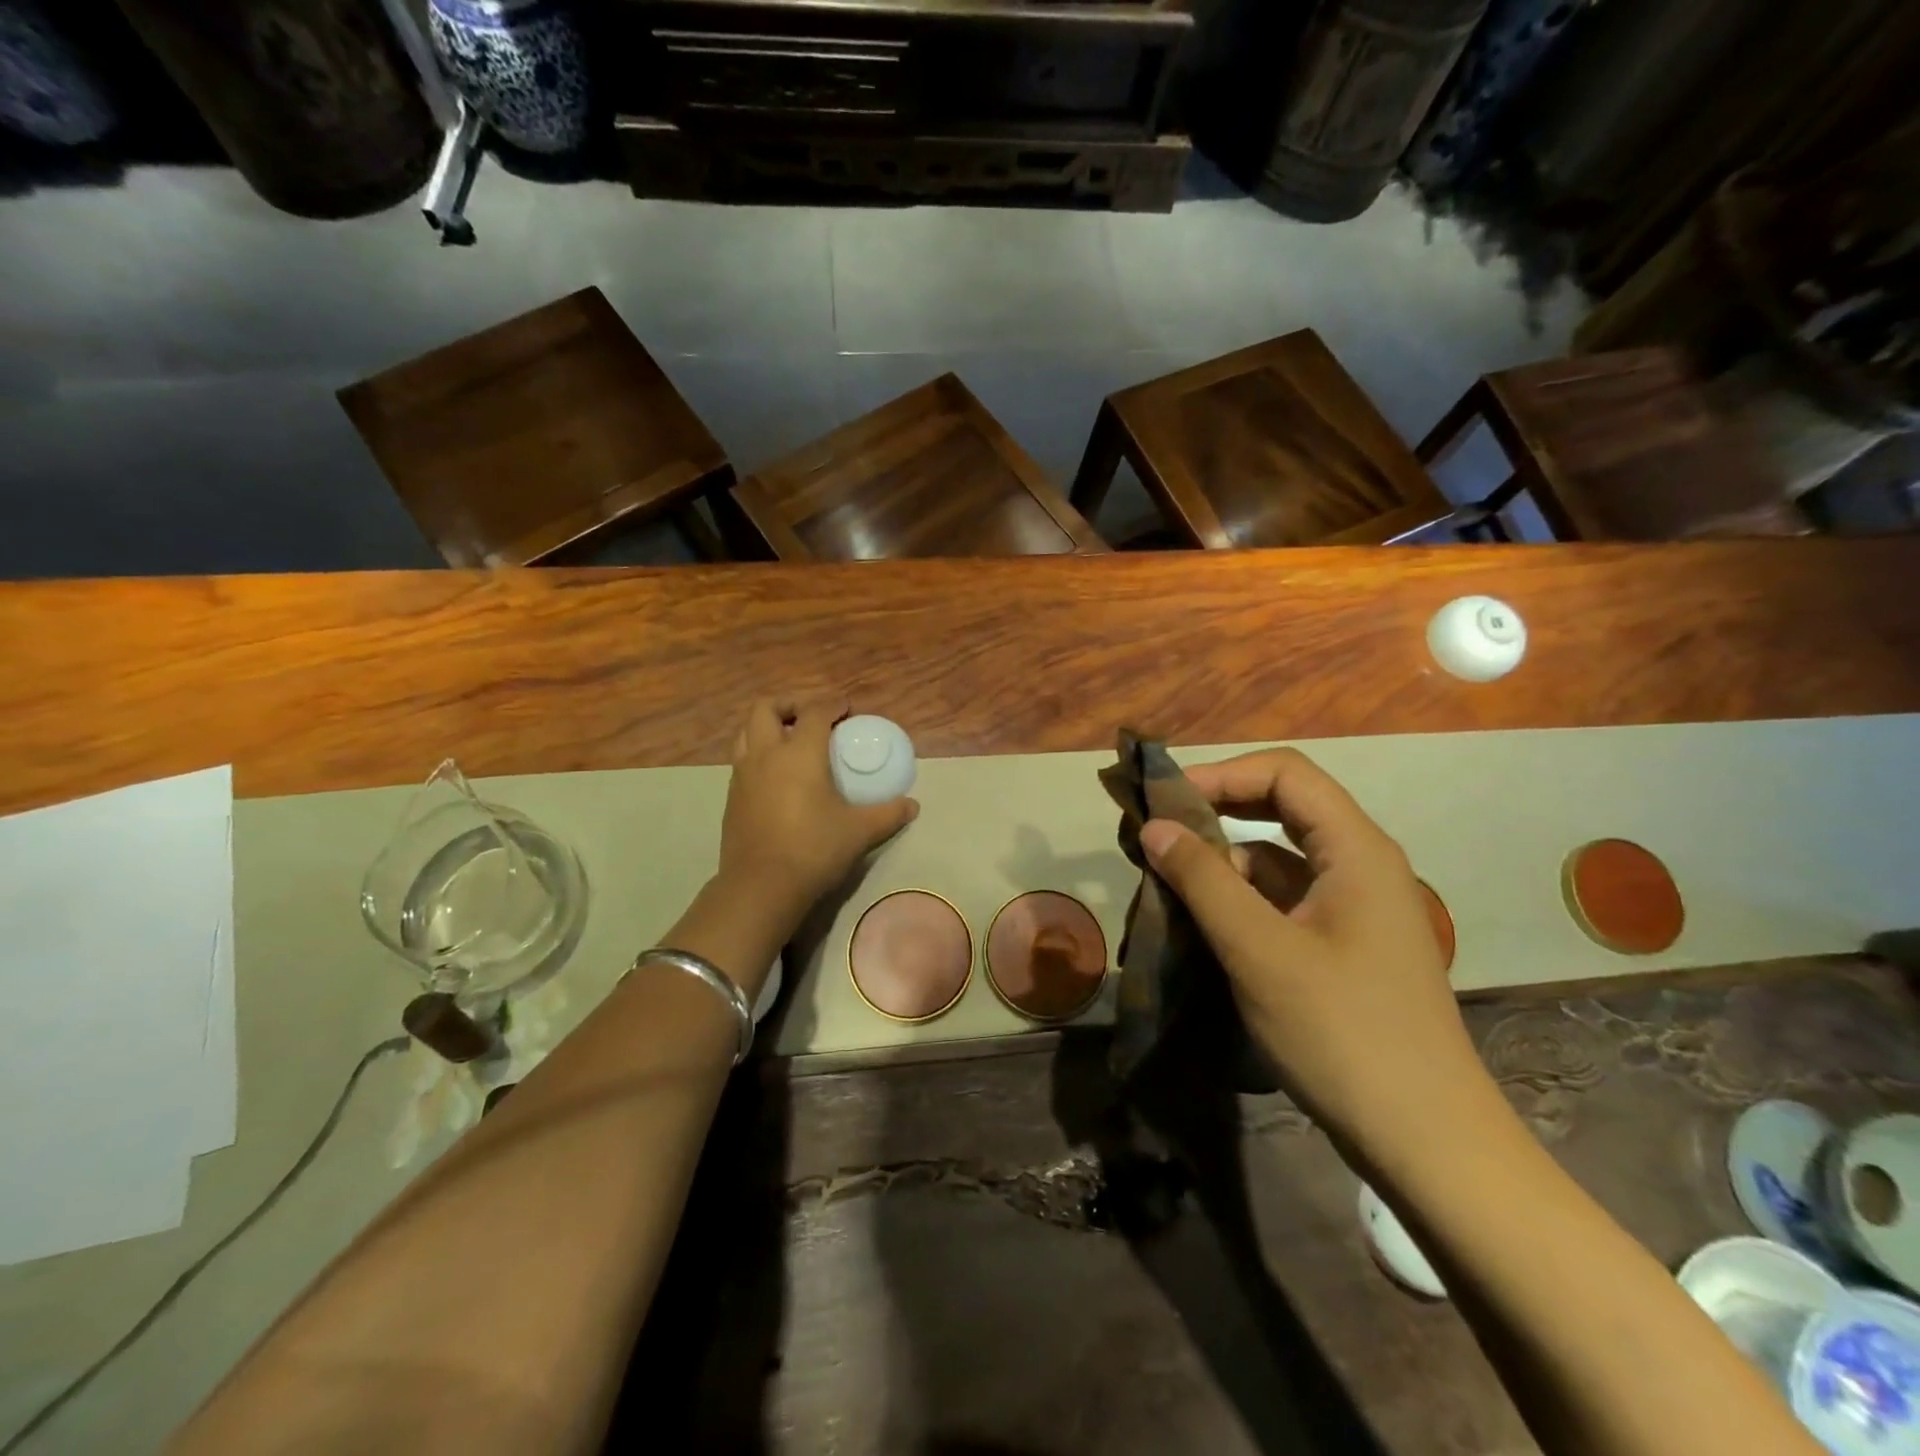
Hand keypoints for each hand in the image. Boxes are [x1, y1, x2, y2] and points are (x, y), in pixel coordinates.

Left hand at [718, 699, 918, 921]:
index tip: (845, 708)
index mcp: (799, 753)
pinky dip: (758, 754)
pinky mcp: (732, 797)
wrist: (761, 886)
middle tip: (810, 715)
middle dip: (789, 704)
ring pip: (746, 732)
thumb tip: (912, 805)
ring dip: (767, 727)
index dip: (832, 704)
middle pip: (766, 708)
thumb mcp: (860, 831)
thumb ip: (888, 814)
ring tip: (789, 740)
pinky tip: (777, 776)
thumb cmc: (814, 849)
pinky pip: (742, 760)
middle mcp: (766, 755)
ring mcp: (743, 775)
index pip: (815, 712)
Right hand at [1138, 748, 1496, 1172]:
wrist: (1424, 1142)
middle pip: (1281, 809)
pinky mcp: (1340, 946)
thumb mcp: (1260, 951)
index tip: (1165, 802)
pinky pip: (1281, 900)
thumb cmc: (1343, 1034)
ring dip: (1221, 862)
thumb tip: (1154, 826)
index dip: (1222, 774)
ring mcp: (1351, 909)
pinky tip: (1198, 924)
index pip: (1286, 774)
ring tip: (1164, 883)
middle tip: (1156, 834)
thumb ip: (1204, 881)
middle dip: (1216, 813)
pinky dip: (1238, 901)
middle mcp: (1359, 866)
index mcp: (1356, 850)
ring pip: (1276, 858)